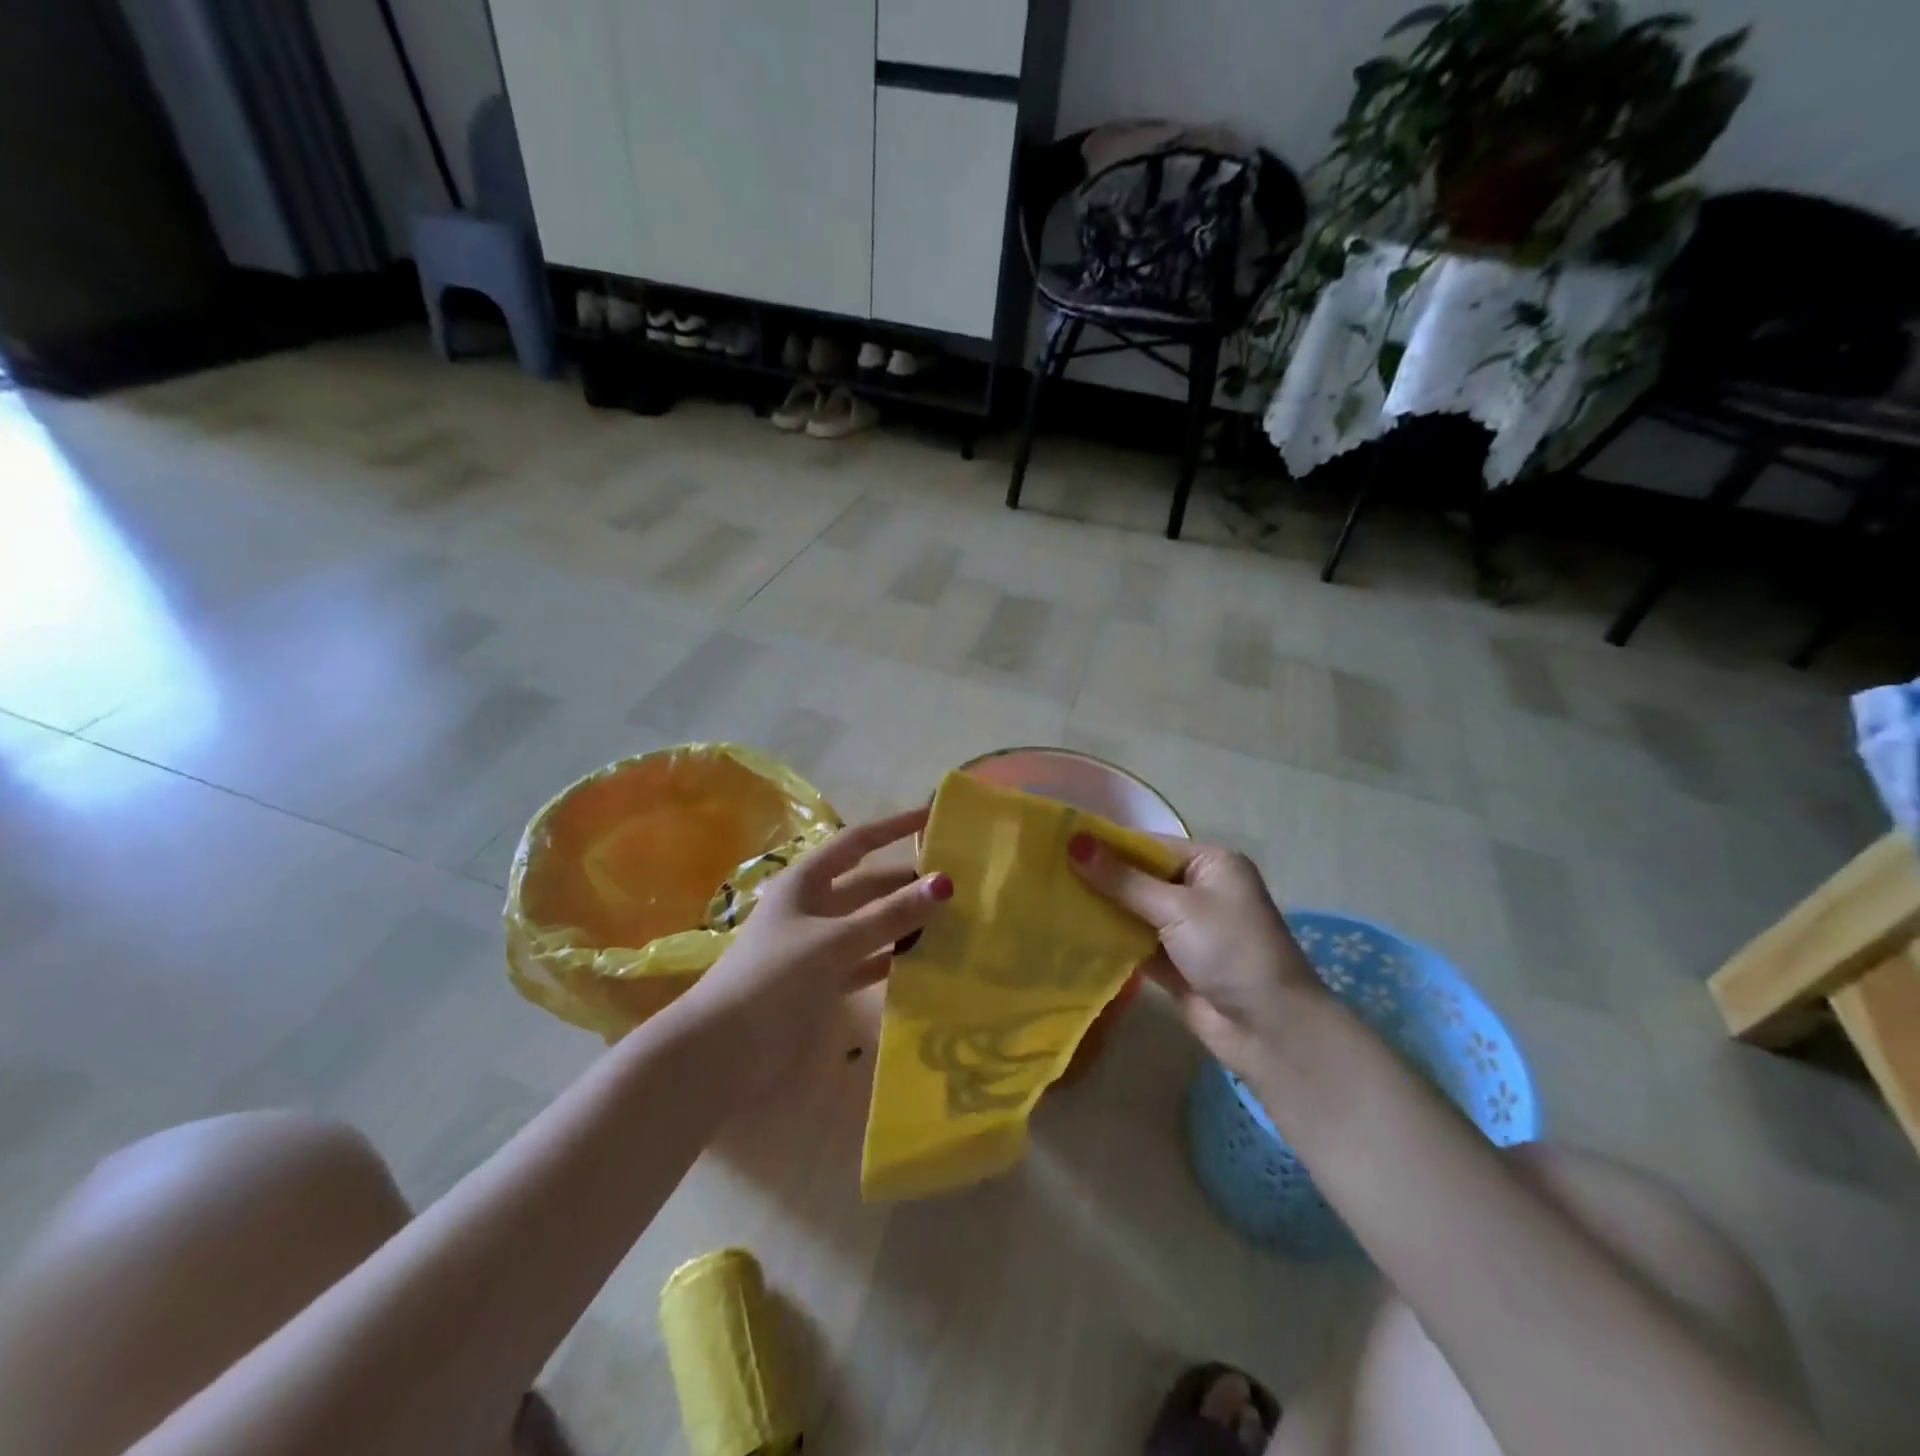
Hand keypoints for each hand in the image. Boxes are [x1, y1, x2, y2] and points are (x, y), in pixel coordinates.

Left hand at [672, 807, 951, 1100]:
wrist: (722, 1052)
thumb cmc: (775, 978)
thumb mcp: (835, 941)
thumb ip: (890, 914)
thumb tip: (944, 882)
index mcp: (806, 882)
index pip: (858, 842)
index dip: (894, 827)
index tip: (933, 817)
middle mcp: (812, 907)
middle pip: (868, 885)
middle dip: (907, 881)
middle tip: (959, 882)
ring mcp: (816, 947)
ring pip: (870, 924)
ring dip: (904, 922)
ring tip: (952, 920)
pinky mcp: (821, 984)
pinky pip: (866, 961)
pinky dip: (892, 959)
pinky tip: (924, 962)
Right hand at [1069, 833, 1323, 1079]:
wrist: (1270, 1030)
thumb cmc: (1231, 951)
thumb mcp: (1177, 908)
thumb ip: (1122, 879)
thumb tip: (1074, 842)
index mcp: (1210, 864)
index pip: (1148, 845)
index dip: (1105, 845)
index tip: (1059, 844)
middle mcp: (1198, 890)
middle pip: (1138, 877)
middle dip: (1098, 877)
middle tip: (1044, 872)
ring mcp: (1185, 928)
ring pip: (1133, 910)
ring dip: (1100, 908)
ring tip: (1047, 898)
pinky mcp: (1172, 962)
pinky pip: (1134, 941)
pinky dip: (1109, 939)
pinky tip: (1068, 932)